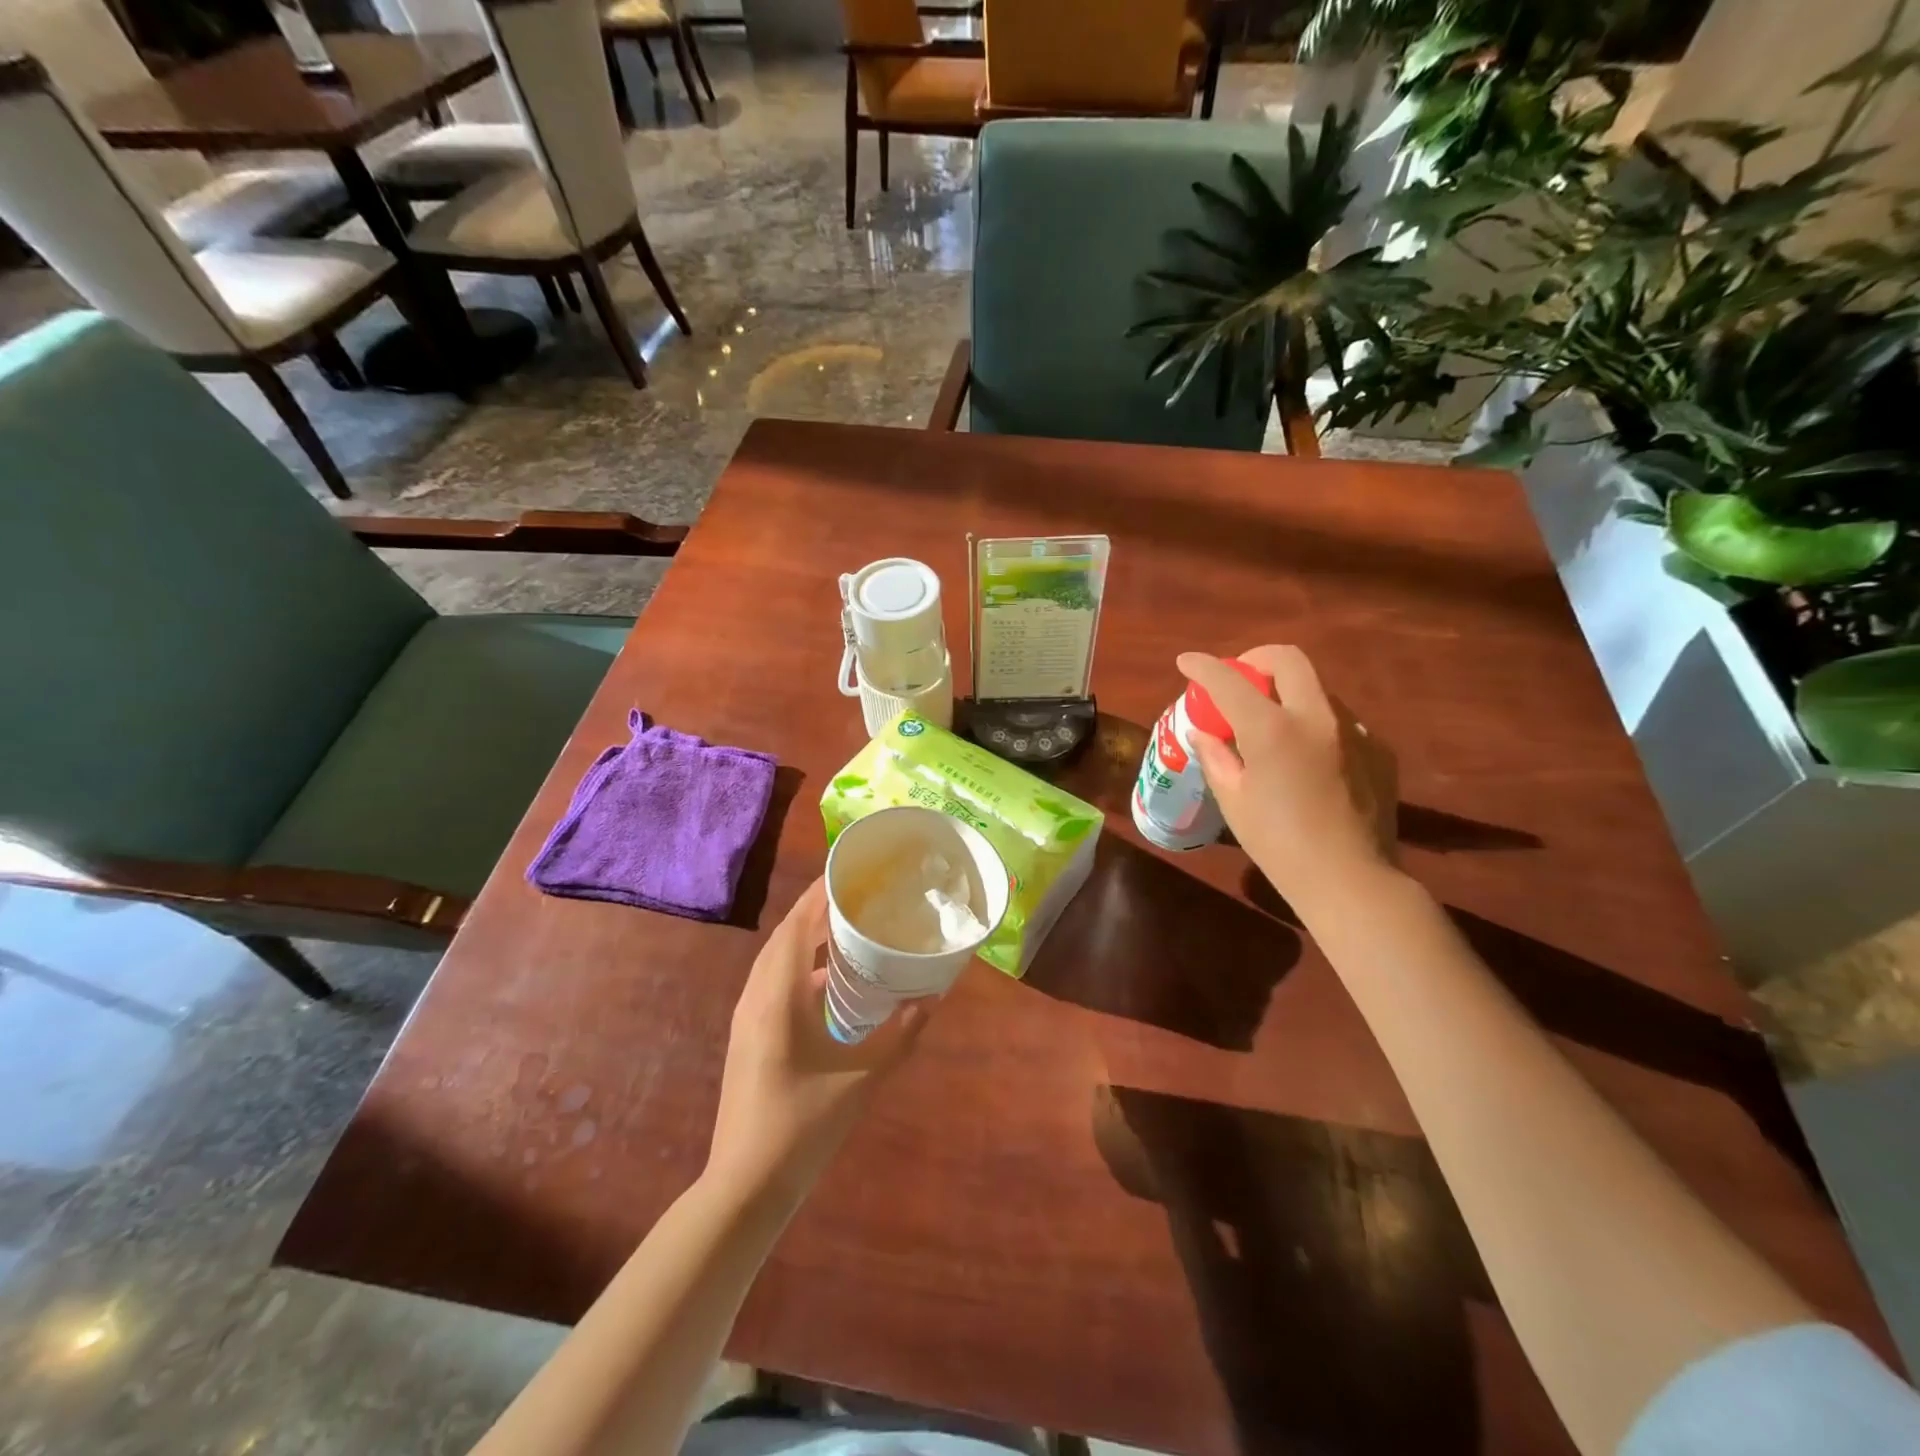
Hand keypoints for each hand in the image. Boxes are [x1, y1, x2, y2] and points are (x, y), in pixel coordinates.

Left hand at [705, 879, 930, 1206]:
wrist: (745, 1185)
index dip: (822, 893)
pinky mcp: (748, 1032)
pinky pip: (774, 979)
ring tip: (848, 924)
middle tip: (860, 893)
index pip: (798, 924)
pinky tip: (832, 978)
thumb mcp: (862, 1080)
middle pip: (786, 934)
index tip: (852, 870)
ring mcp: (748, 1014)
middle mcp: (757, 994)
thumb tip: (933, 998)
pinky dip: (801, 964)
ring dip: (808, 935)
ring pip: (777, 956)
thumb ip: (901, 1036)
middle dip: (818, 908)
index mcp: (778, 995)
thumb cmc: (803, 1127)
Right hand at [1176, 646, 1397, 912]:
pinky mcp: (1378, 751)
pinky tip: (1309, 759)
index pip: (1229, 681)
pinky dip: (1316, 726)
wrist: (1350, 880)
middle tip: (1240, 677)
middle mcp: (1317, 718)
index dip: (1203, 666)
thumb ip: (1216, 757)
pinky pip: (1341, 723)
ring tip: (1273, 724)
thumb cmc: (1278, 844)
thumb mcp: (1233, 801)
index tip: (1186, 662)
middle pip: (1288, 659)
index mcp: (1273, 729)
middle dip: (1257, 658)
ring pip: (1318, 690)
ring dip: (1289, 694)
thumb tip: (1205, 733)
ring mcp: (1354, 732)